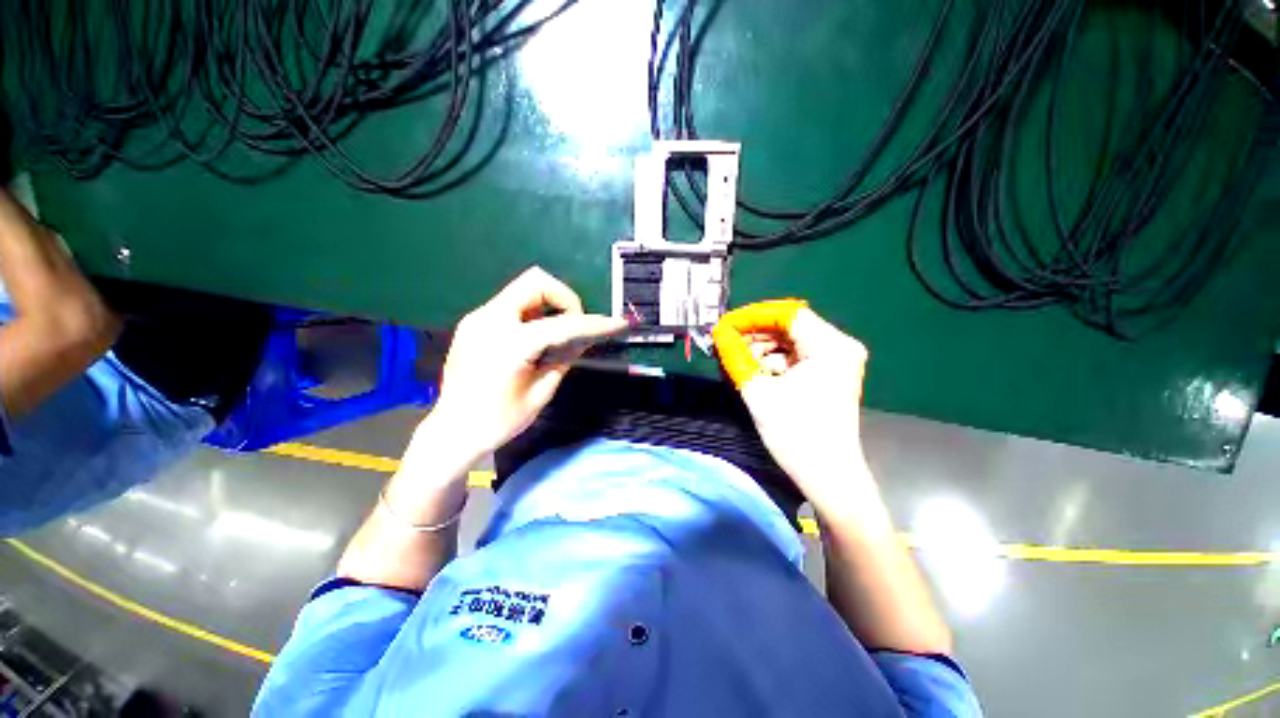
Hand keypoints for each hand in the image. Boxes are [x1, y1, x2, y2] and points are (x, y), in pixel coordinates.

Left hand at [427, 267, 627, 462]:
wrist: (451, 432)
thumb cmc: (498, 421)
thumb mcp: (540, 392)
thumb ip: (565, 358)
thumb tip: (586, 338)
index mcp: (510, 343)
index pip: (563, 323)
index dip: (594, 323)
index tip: (617, 323)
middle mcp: (490, 319)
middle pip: (536, 281)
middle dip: (565, 298)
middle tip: (575, 325)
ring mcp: (477, 318)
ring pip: (522, 289)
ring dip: (548, 304)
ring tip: (557, 335)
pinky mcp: (473, 323)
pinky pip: (510, 304)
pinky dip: (532, 312)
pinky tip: (536, 339)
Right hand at [713, 302, 870, 503]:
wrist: (828, 476)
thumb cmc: (796, 434)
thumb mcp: (758, 392)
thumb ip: (735, 357)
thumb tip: (718, 333)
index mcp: (829, 346)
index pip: (786, 313)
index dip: (752, 317)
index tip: (725, 326)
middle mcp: (839, 346)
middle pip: (789, 326)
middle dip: (755, 334)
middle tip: (727, 344)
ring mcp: (837, 360)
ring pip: (791, 341)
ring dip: (762, 348)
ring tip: (737, 361)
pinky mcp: (831, 373)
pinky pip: (797, 356)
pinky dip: (774, 361)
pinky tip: (755, 371)